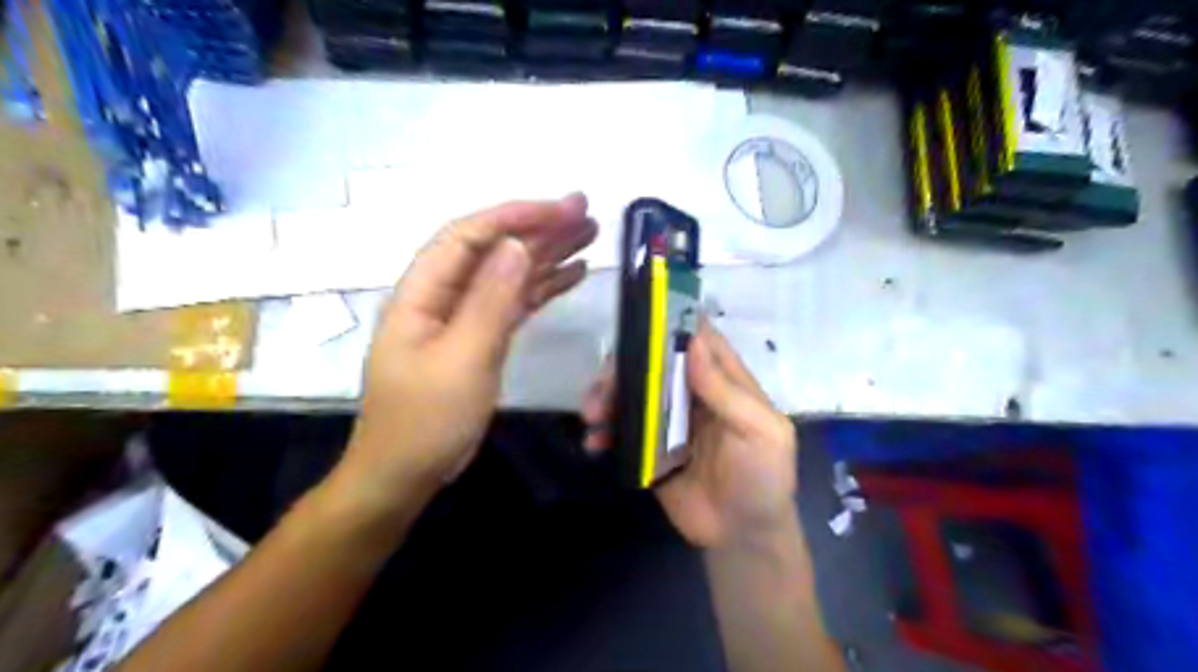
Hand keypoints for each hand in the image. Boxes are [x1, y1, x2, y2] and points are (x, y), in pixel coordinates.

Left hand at [334, 193, 597, 513]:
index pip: (470, 235)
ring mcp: (462, 317)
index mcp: (423, 292)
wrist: (404, 474)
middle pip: (493, 249)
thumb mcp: (462, 360)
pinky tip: (572, 276)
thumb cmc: (426, 421)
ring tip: (590, 237)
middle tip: (587, 214)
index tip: (563, 209)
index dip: (516, 216)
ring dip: (547, 254)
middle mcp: (442, 295)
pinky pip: (514, 303)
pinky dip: (543, 288)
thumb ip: (490, 301)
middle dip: (539, 228)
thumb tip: (517, 245)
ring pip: (507, 274)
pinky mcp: (479, 338)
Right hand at [580, 323, 792, 546]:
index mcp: (724, 382)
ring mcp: (668, 421)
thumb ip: (726, 391)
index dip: (672, 324)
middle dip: (624, 367)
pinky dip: (604, 432)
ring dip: (608, 397)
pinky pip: (623, 431)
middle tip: (604, 385)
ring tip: (593, 415)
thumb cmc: (763, 477)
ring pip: (632, 394)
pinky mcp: (650, 449)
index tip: (639, 317)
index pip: (697, 340)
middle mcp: (692, 394)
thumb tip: (694, 342)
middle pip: (653, 365)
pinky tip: (594, 443)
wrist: (743, 536)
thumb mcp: (759, 432)